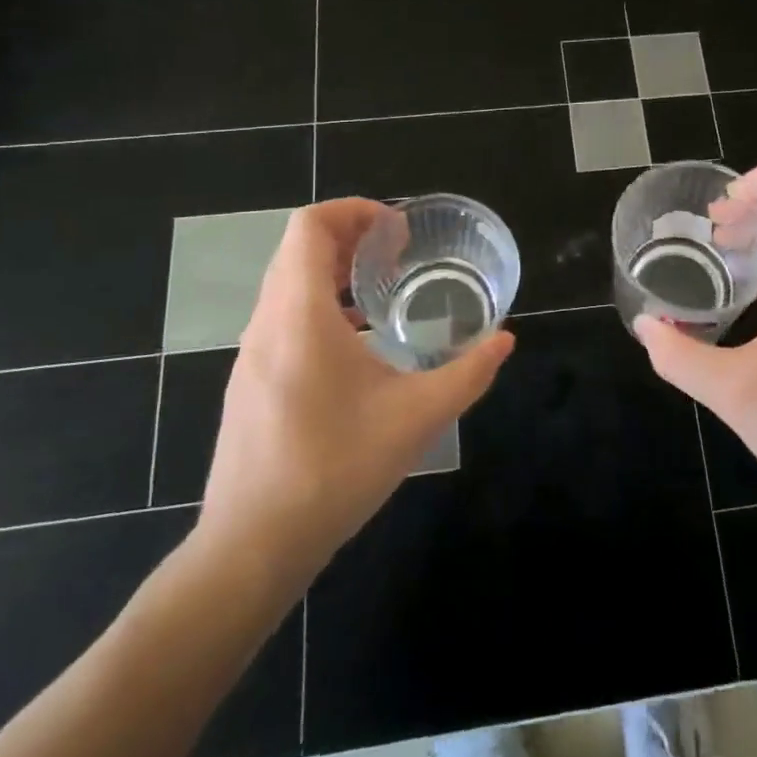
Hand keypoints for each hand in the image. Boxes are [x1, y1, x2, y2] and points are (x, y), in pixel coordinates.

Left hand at [194, 199, 513, 598]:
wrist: (253, 546)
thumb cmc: (335, 469)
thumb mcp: (417, 418)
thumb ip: (468, 373)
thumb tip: (505, 340)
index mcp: (299, 316)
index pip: (310, 227)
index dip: (353, 211)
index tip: (397, 230)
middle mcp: (268, 323)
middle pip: (297, 249)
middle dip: (349, 236)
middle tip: (397, 252)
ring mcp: (252, 354)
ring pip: (287, 284)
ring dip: (333, 271)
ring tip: (382, 289)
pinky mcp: (251, 381)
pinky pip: (282, 316)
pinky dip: (319, 304)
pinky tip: (358, 342)